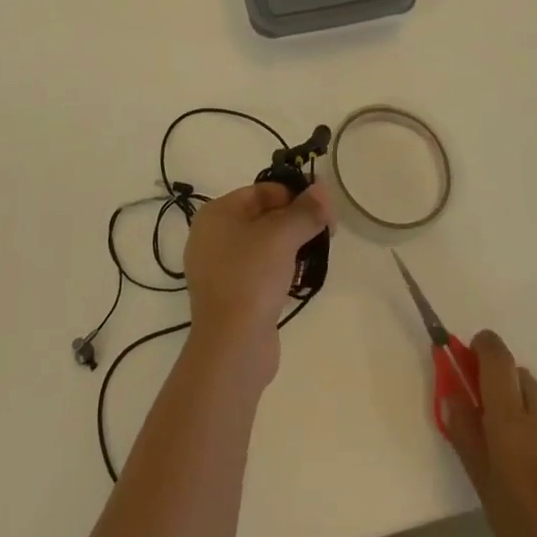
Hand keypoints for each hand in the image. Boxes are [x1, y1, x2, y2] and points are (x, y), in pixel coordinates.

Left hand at [182, 181, 332, 385]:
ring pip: (261, 246)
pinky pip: (258, 272)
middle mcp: (212, 236)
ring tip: (315, 256)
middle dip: (294, 222)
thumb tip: (322, 188)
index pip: (261, 191)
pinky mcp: (230, 296)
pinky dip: (278, 270)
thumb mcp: (282, 236)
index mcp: (216, 213)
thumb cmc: (252, 277)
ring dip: (289, 247)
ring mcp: (218, 268)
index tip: (322, 210)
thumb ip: (305, 211)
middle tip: (325, 233)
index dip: (293, 196)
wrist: (233, 347)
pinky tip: (298, 280)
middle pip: (262, 216)